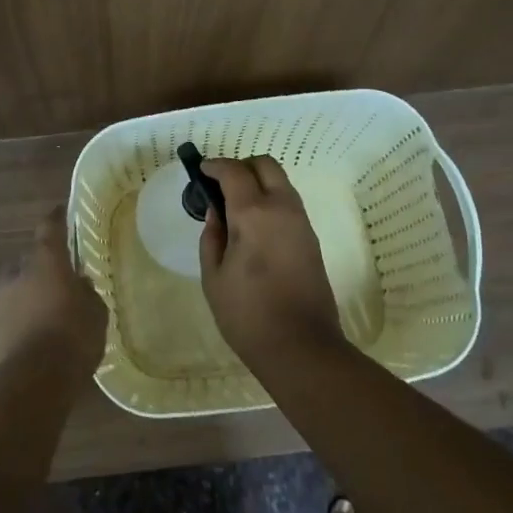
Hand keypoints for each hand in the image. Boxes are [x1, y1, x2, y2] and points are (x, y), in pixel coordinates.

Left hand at [0, 205, 106, 378]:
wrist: (34, 381)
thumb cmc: (73, 337)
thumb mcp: (95, 312)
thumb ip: (86, 292)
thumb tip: (79, 284)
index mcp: (46, 260)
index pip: (49, 227)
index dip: (56, 218)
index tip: (60, 211)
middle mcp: (18, 272)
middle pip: (29, 258)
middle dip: (42, 264)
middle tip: (59, 277)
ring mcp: (0, 300)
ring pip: (16, 285)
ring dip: (28, 290)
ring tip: (46, 307)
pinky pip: (9, 311)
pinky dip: (20, 315)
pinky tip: (35, 330)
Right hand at [198, 156, 344, 369]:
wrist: (301, 347)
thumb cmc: (247, 314)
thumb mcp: (214, 276)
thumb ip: (212, 236)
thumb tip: (217, 212)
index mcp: (253, 214)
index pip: (234, 172)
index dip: (215, 166)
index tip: (201, 171)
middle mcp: (282, 208)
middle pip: (265, 165)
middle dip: (241, 166)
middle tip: (221, 185)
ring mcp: (301, 222)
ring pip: (281, 182)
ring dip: (258, 182)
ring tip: (235, 206)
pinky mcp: (311, 238)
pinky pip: (289, 203)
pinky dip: (270, 199)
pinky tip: (254, 224)